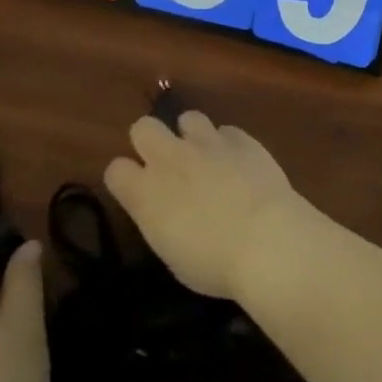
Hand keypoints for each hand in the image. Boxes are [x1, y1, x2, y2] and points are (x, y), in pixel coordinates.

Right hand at [103, 111, 315, 299]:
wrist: (266, 241)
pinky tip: (240, 162)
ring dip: (192, 135)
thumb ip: (162, 220)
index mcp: (145, 193)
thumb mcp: (172, 253)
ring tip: (207, 157)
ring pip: (188, 117)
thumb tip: (169, 211)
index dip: (126, 178)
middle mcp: (170, 159)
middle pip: (143, 127)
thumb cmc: (215, 264)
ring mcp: (207, 143)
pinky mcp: (242, 139)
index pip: (115, 170)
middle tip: (168, 163)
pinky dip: (229, 144)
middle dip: (151, 141)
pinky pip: (227, 131)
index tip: (138, 190)